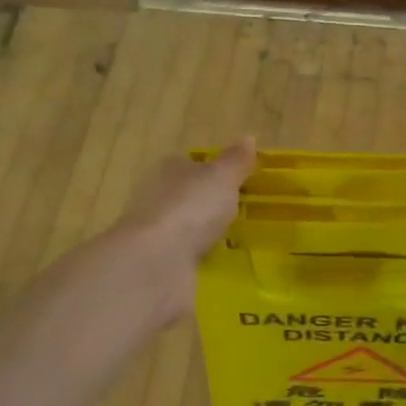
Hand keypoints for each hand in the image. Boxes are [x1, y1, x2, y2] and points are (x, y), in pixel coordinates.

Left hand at [114, 139, 254, 317]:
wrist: (156, 263)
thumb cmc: (190, 208)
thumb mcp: (222, 178)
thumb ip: (236, 161)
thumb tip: (249, 138)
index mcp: (169, 170)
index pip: (192, 165)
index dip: (214, 172)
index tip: (239, 184)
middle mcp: (157, 198)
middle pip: (188, 197)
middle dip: (210, 205)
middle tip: (245, 214)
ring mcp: (156, 234)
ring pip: (186, 229)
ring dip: (206, 236)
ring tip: (239, 243)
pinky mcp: (158, 266)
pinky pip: (186, 259)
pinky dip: (201, 262)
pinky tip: (222, 267)